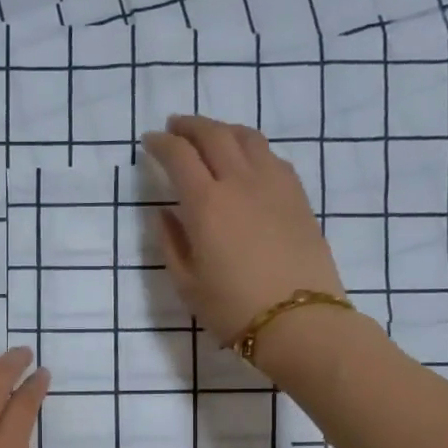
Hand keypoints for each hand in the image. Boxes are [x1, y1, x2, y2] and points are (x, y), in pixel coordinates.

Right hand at [141, 115, 345, 345]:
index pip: (179, 156)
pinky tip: (246, 161)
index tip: (149, 142)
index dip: (160, 144)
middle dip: (189, 126)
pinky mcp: (297, 195)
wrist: (299, 320)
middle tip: (174, 127)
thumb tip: (165, 214)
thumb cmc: (233, 308)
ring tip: (210, 136)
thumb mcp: (187, 283)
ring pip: (247, 137)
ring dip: (222, 130)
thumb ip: (172, 243)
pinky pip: (271, 156)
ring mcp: (274, 184)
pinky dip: (251, 148)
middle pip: (213, 134)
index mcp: (206, 204)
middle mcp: (240, 182)